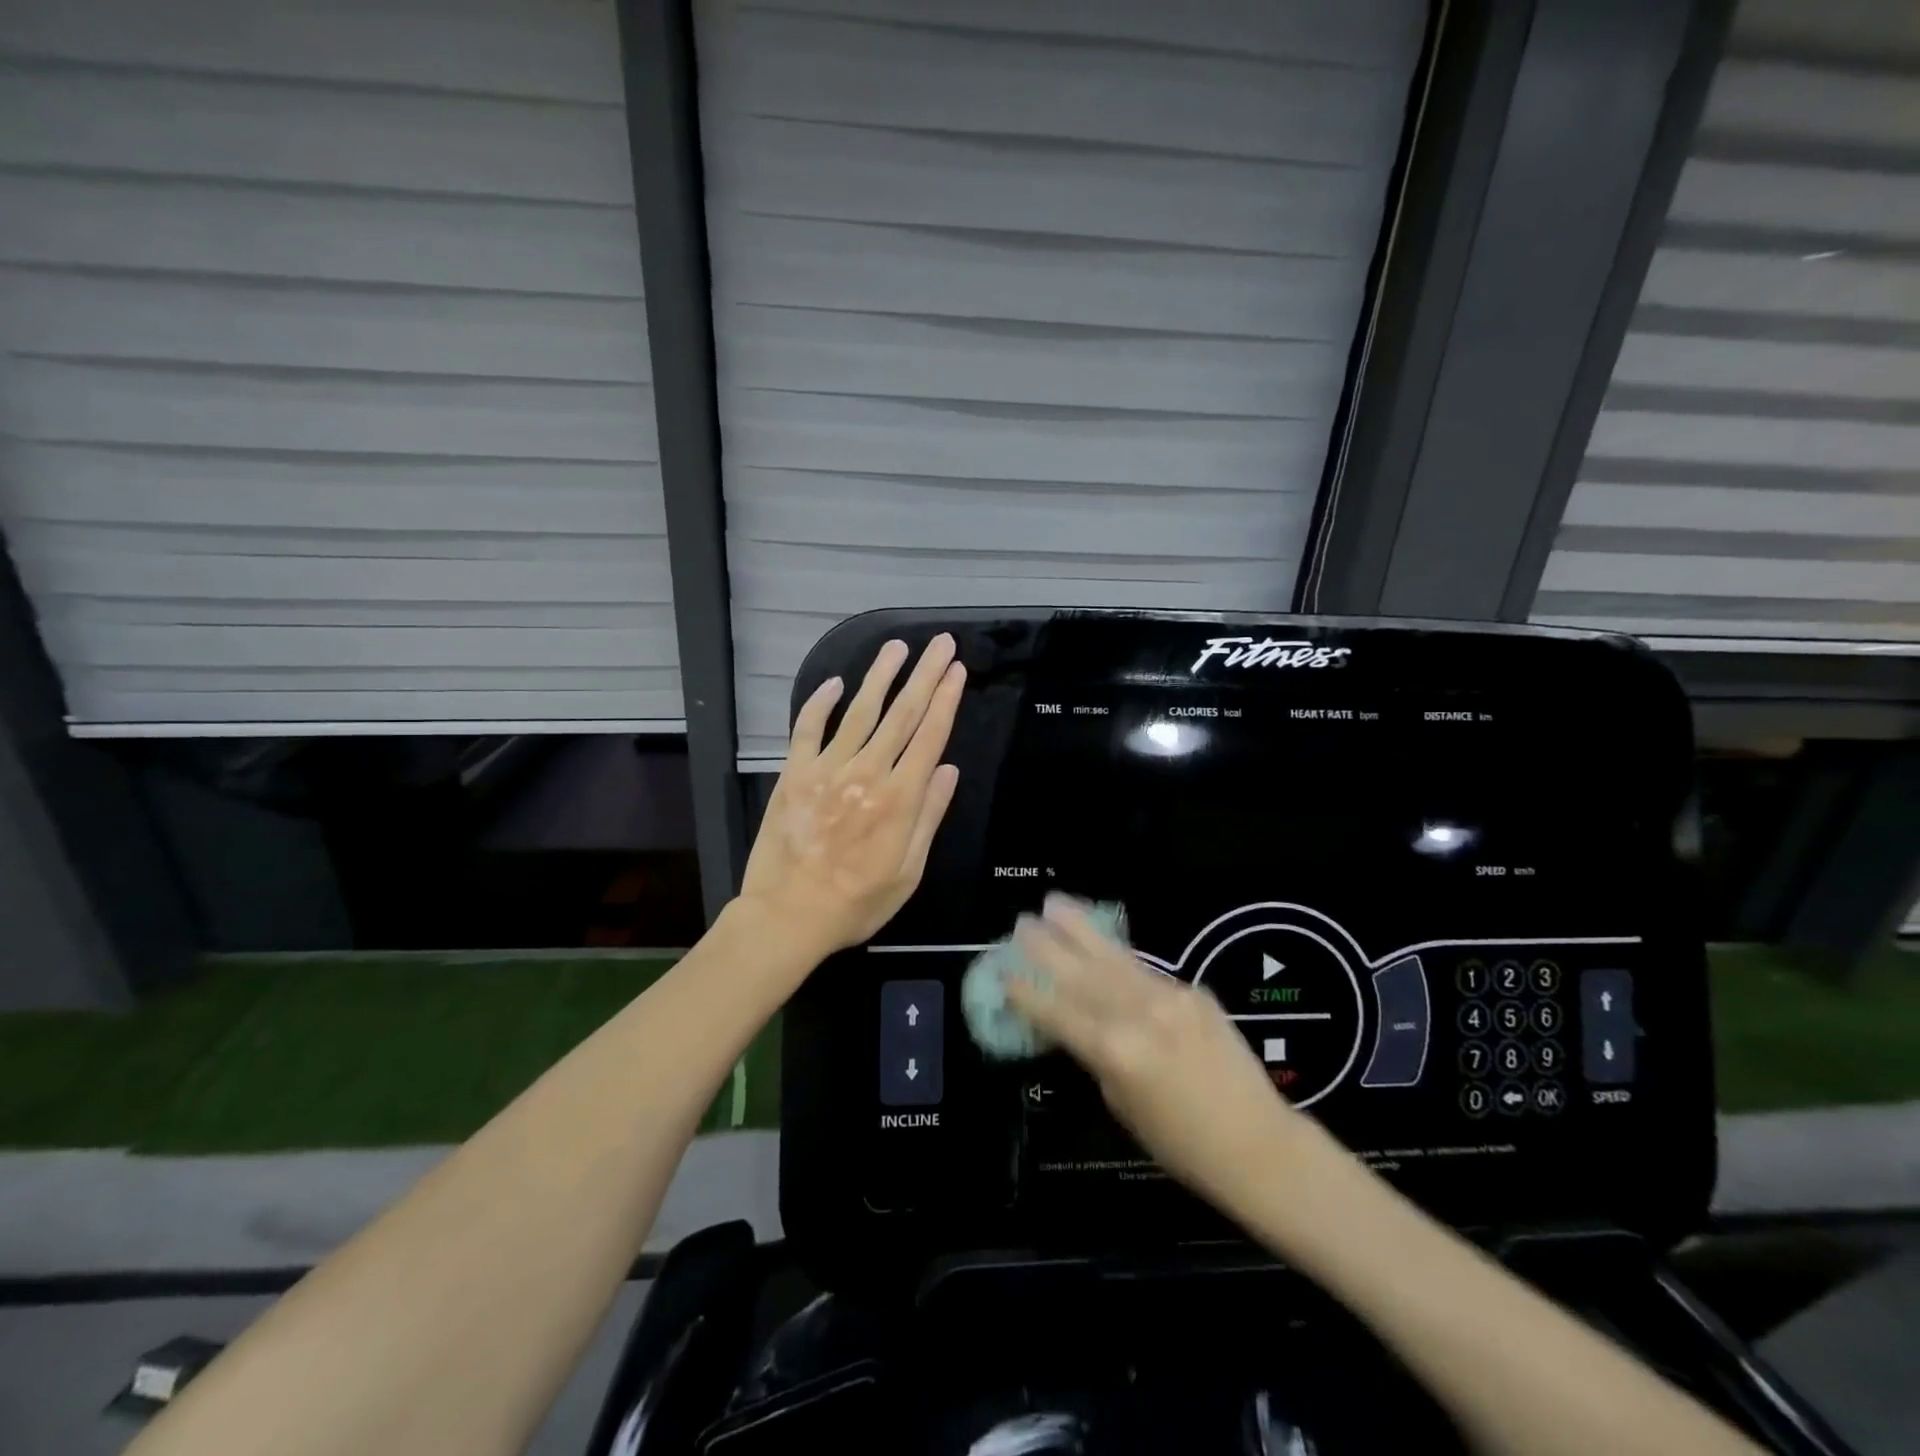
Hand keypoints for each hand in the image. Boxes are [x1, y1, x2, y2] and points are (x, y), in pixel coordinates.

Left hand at [738, 635, 964, 960]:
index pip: (930, 735)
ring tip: (896, 648)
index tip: (957, 669)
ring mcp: (827, 769)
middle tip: (940, 643)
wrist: (790, 916)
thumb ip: (928, 816)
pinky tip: (835, 682)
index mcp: (900, 798)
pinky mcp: (795, 774)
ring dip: (880, 676)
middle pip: (902, 714)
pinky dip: (820, 703)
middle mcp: (867, 773)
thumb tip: (947, 769)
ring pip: (859, 712)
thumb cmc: (857, 902)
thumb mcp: (908, 871)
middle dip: (924, 675)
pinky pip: (807, 729)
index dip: (946, 699)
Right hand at [1006, 894, 1312, 1217]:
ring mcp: (1169, 996)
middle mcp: (1138, 1013)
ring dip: (1081, 930)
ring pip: (1113, 958)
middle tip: (1021, 922)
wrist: (1259, 1145)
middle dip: (1047, 947)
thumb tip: (1079, 1025)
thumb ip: (1097, 1056)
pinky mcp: (1193, 990)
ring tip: (1055, 903)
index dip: (1027, 993)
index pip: (1058, 1013)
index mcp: (1114, 1050)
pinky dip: (1118, 956)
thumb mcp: (1122, 1105)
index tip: (1003, 971)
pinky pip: (1145, 970)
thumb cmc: (1182, 1145)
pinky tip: (1102, 944)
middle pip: (1082, 973)